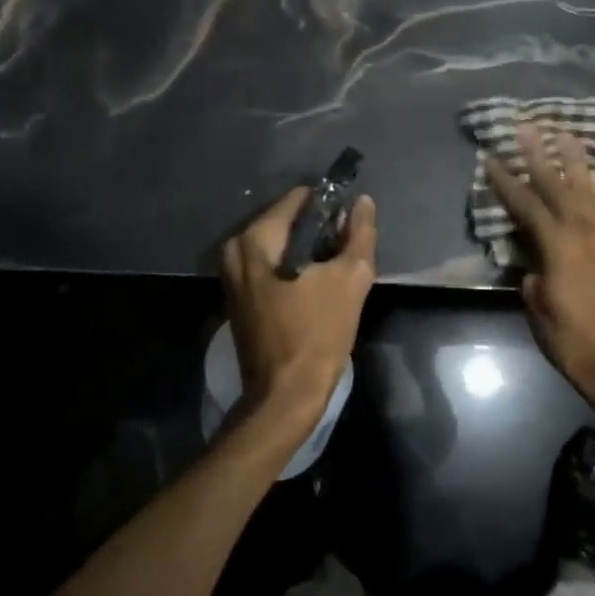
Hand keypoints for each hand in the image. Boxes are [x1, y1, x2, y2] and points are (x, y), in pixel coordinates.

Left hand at [220, 188, 377, 428]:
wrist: (284, 397)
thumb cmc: (318, 333)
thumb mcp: (351, 278)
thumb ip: (360, 233)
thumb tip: (362, 202)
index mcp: (257, 238)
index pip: (300, 198)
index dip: (330, 208)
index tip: (351, 227)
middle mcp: (236, 248)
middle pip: (288, 220)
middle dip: (319, 232)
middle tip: (345, 253)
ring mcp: (232, 274)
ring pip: (279, 244)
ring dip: (307, 252)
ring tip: (333, 273)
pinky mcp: (237, 296)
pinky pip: (269, 265)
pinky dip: (292, 268)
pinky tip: (315, 288)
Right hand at [484, 126, 594, 418]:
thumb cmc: (572, 343)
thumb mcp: (539, 312)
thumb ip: (532, 280)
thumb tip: (531, 266)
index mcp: (559, 249)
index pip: (527, 206)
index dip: (507, 183)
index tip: (491, 159)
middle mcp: (582, 235)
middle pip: (558, 187)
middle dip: (540, 156)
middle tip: (528, 127)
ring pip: (586, 190)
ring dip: (574, 161)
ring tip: (565, 134)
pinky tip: (593, 175)